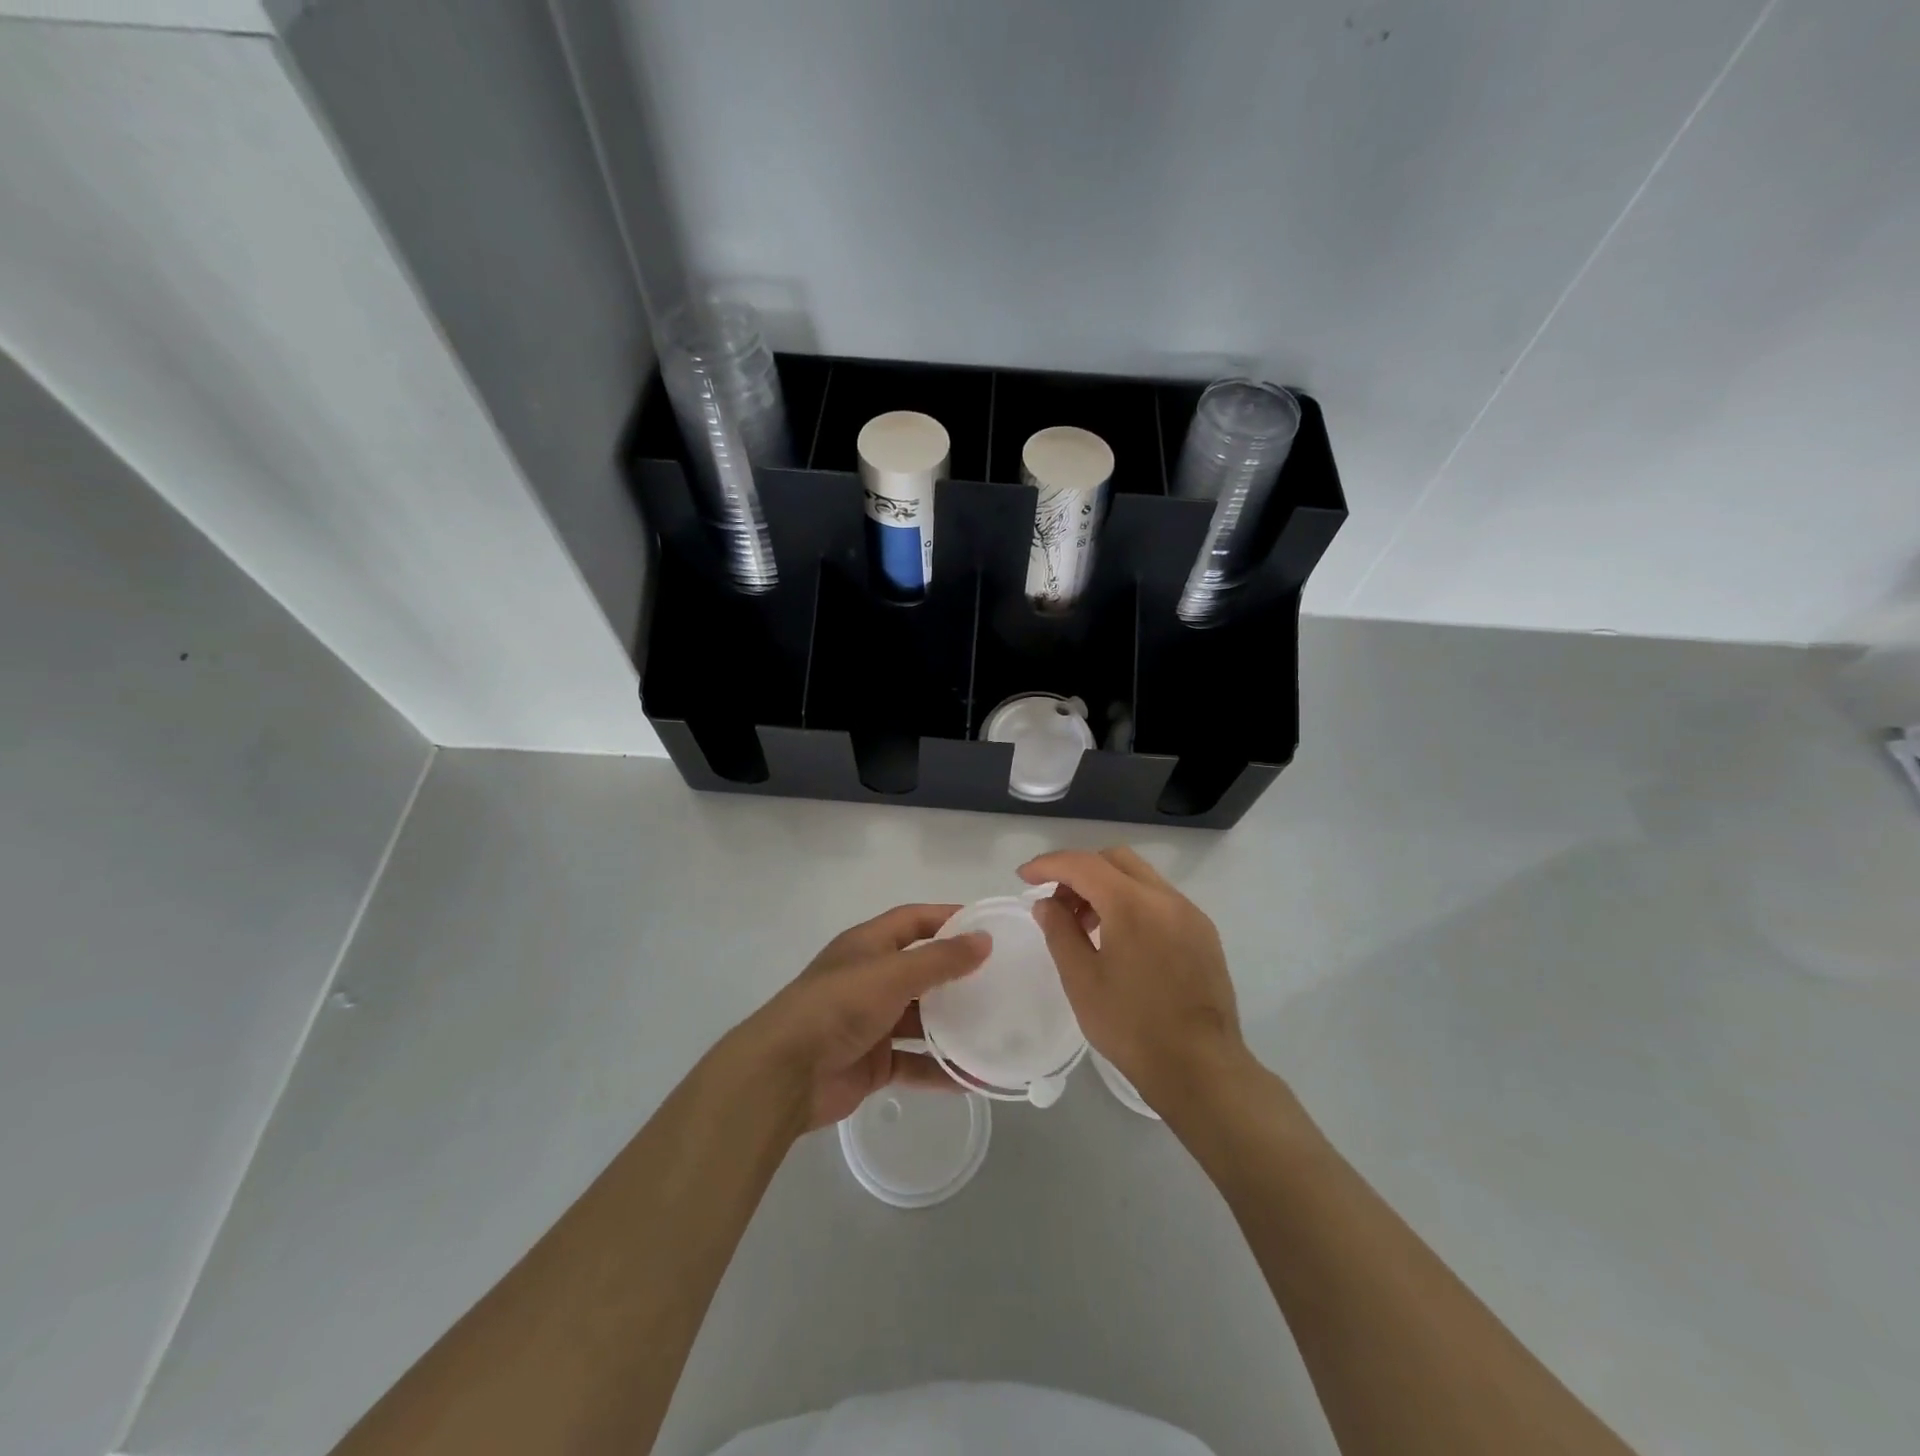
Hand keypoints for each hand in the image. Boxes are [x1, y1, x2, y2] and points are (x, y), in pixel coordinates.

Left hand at [736, 904, 988, 1129]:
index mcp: (868, 945)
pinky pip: (915, 1062)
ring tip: (997, 1028)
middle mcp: (871, 978)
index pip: (915, 920)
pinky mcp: (873, 1062)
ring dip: (953, 1025)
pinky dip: (941, 1068)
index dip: (949, 918)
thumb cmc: (837, 1006)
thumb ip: (940, 959)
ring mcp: (871, 1022)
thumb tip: (985, 940)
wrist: (784, 1075)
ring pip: (921, 1019)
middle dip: (958, 975)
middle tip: (1003, 980)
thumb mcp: (892, 974)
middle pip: (922, 969)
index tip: (989, 927)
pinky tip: (974, 1077)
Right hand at [1019, 847, 1248, 1108]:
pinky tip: (1120, 938)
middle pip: (1115, 860)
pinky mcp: (1204, 933)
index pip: (1083, 864)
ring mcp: (1190, 913)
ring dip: (1107, 886)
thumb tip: (1046, 903)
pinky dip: (1133, 902)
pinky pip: (1160, 900)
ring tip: (1085, 924)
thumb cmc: (1132, 1026)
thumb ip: (1059, 931)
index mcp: (1133, 904)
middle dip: (1079, 871)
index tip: (1024, 877)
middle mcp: (1166, 897)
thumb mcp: (1082, 980)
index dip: (1049, 864)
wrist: (1201, 1069)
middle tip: (1056, 902)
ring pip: (1140, 877)